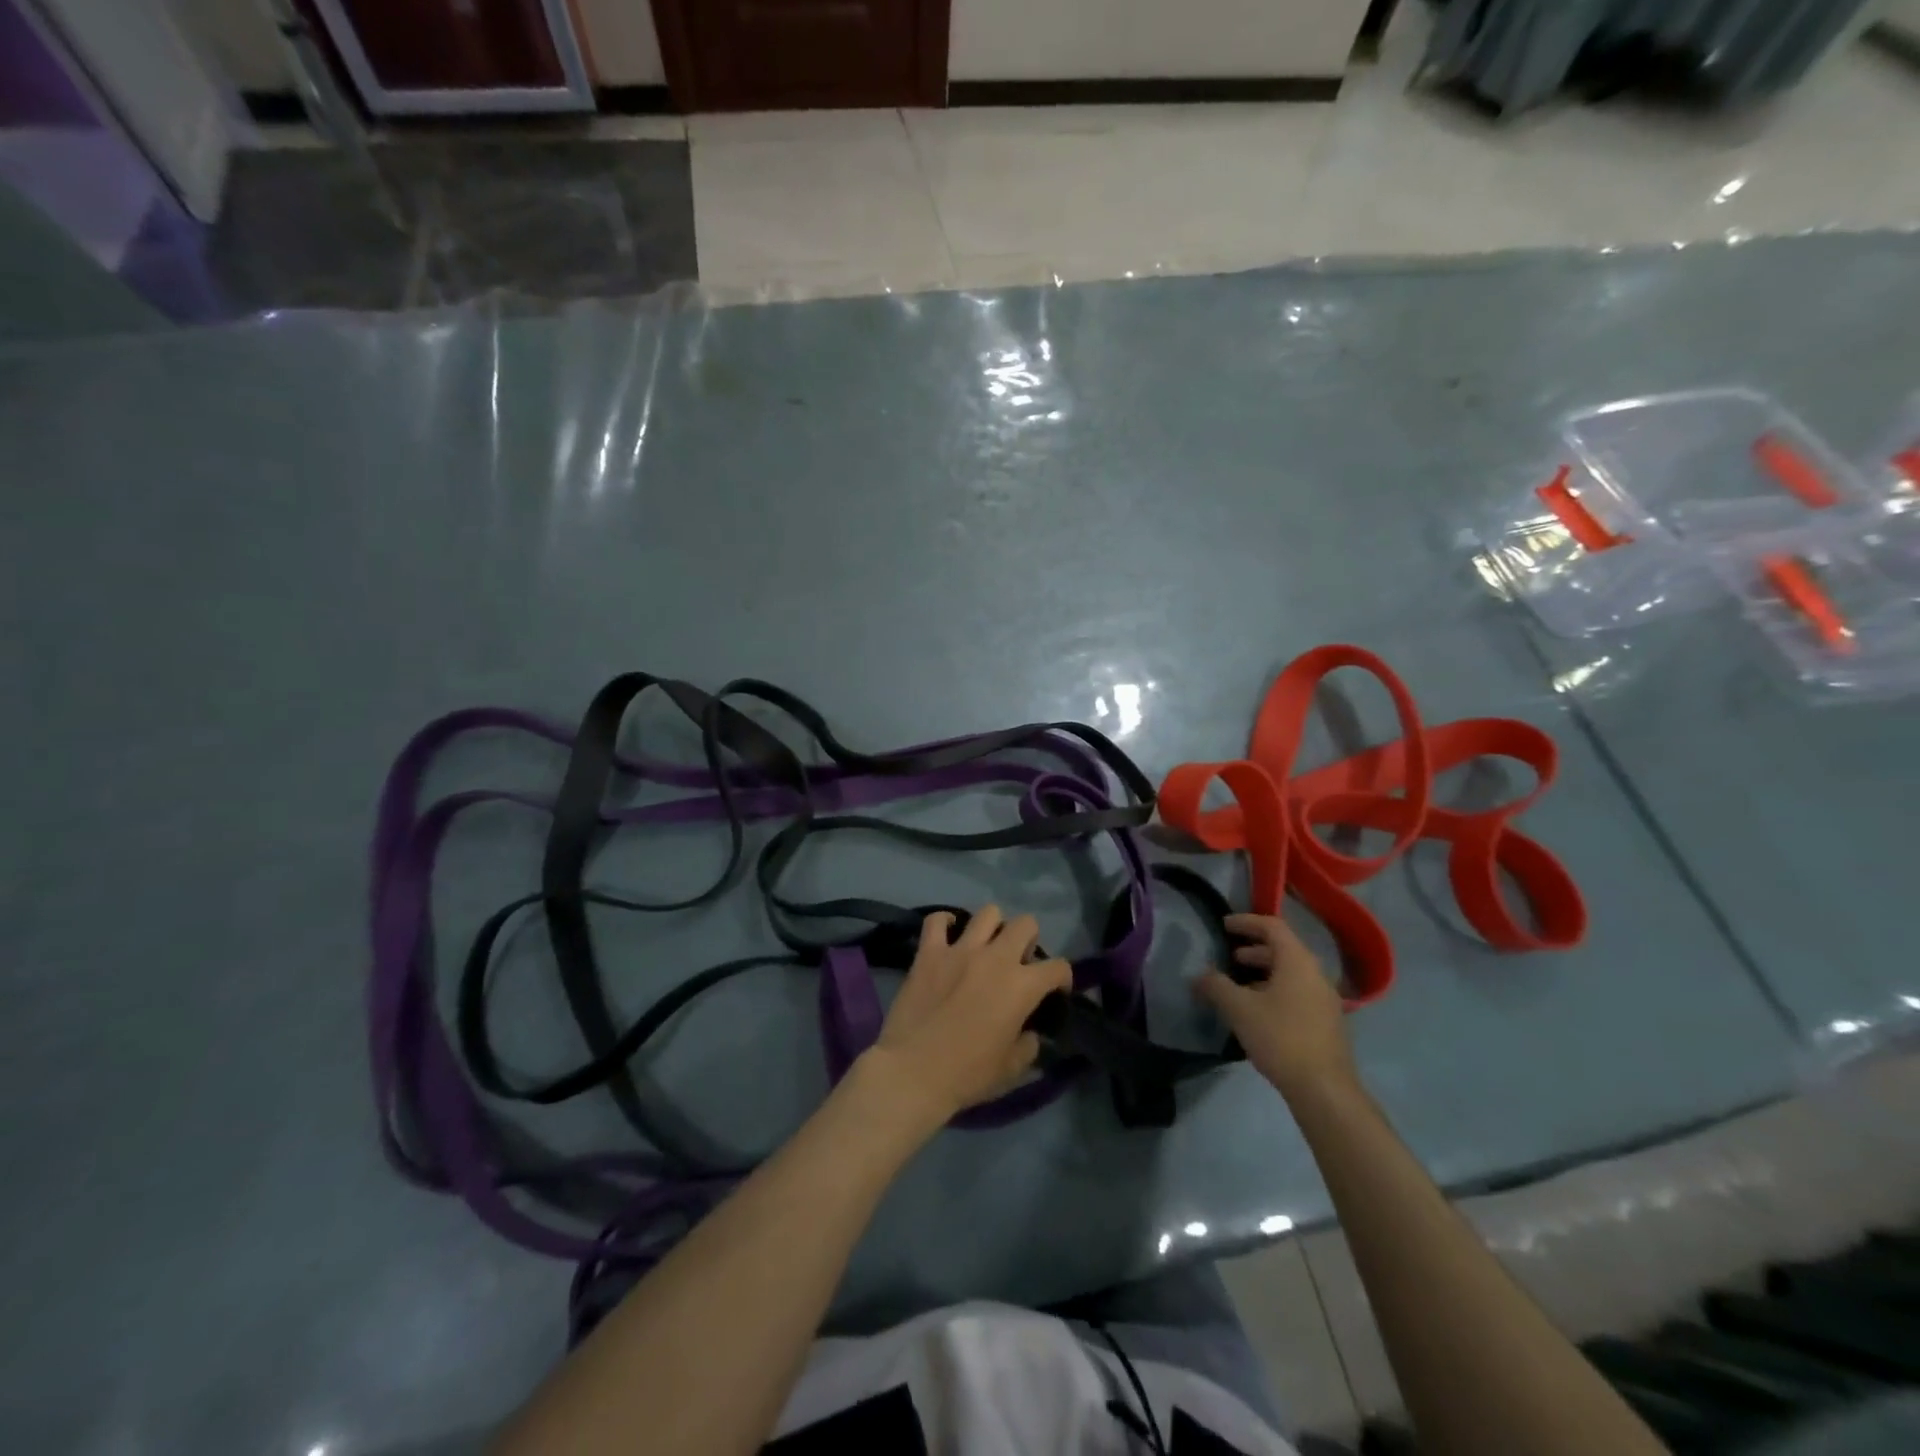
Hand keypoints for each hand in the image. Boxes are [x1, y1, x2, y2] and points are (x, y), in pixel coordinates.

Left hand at [862, 906, 1071, 1129]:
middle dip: (1029, 940)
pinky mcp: (929, 953)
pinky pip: (937, 920)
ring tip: (987, 946)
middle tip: (1018, 963)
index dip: (1062, 978)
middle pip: (1025, 924)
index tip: (1055, 991)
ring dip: (993, 927)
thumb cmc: (967, 1075)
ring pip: (988, 913)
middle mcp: (995, 958)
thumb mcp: (1011, 1069)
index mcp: (1021, 986)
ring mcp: (960, 950)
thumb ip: (1028, 1045)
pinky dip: (945, 923)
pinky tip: (948, 934)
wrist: (913, 1072)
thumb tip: (1029, 1033)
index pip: (1057, 967)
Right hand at [1194, 913, 1356, 1100]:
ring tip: (1238, 985)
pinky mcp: (1326, 1022)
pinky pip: (1297, 992)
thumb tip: (1198, 976)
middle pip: (1283, 949)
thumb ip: (1215, 986)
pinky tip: (1257, 1011)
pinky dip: (1275, 990)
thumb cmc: (1280, 1037)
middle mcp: (1315, 973)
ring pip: (1291, 973)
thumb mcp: (1239, 1009)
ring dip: (1264, 972)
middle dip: (1253, 949)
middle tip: (1229, 957)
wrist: (1324, 1089)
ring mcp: (1325, 999)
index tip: (1224, 926)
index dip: (1246, 922)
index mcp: (1297, 961)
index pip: (1272, 926)